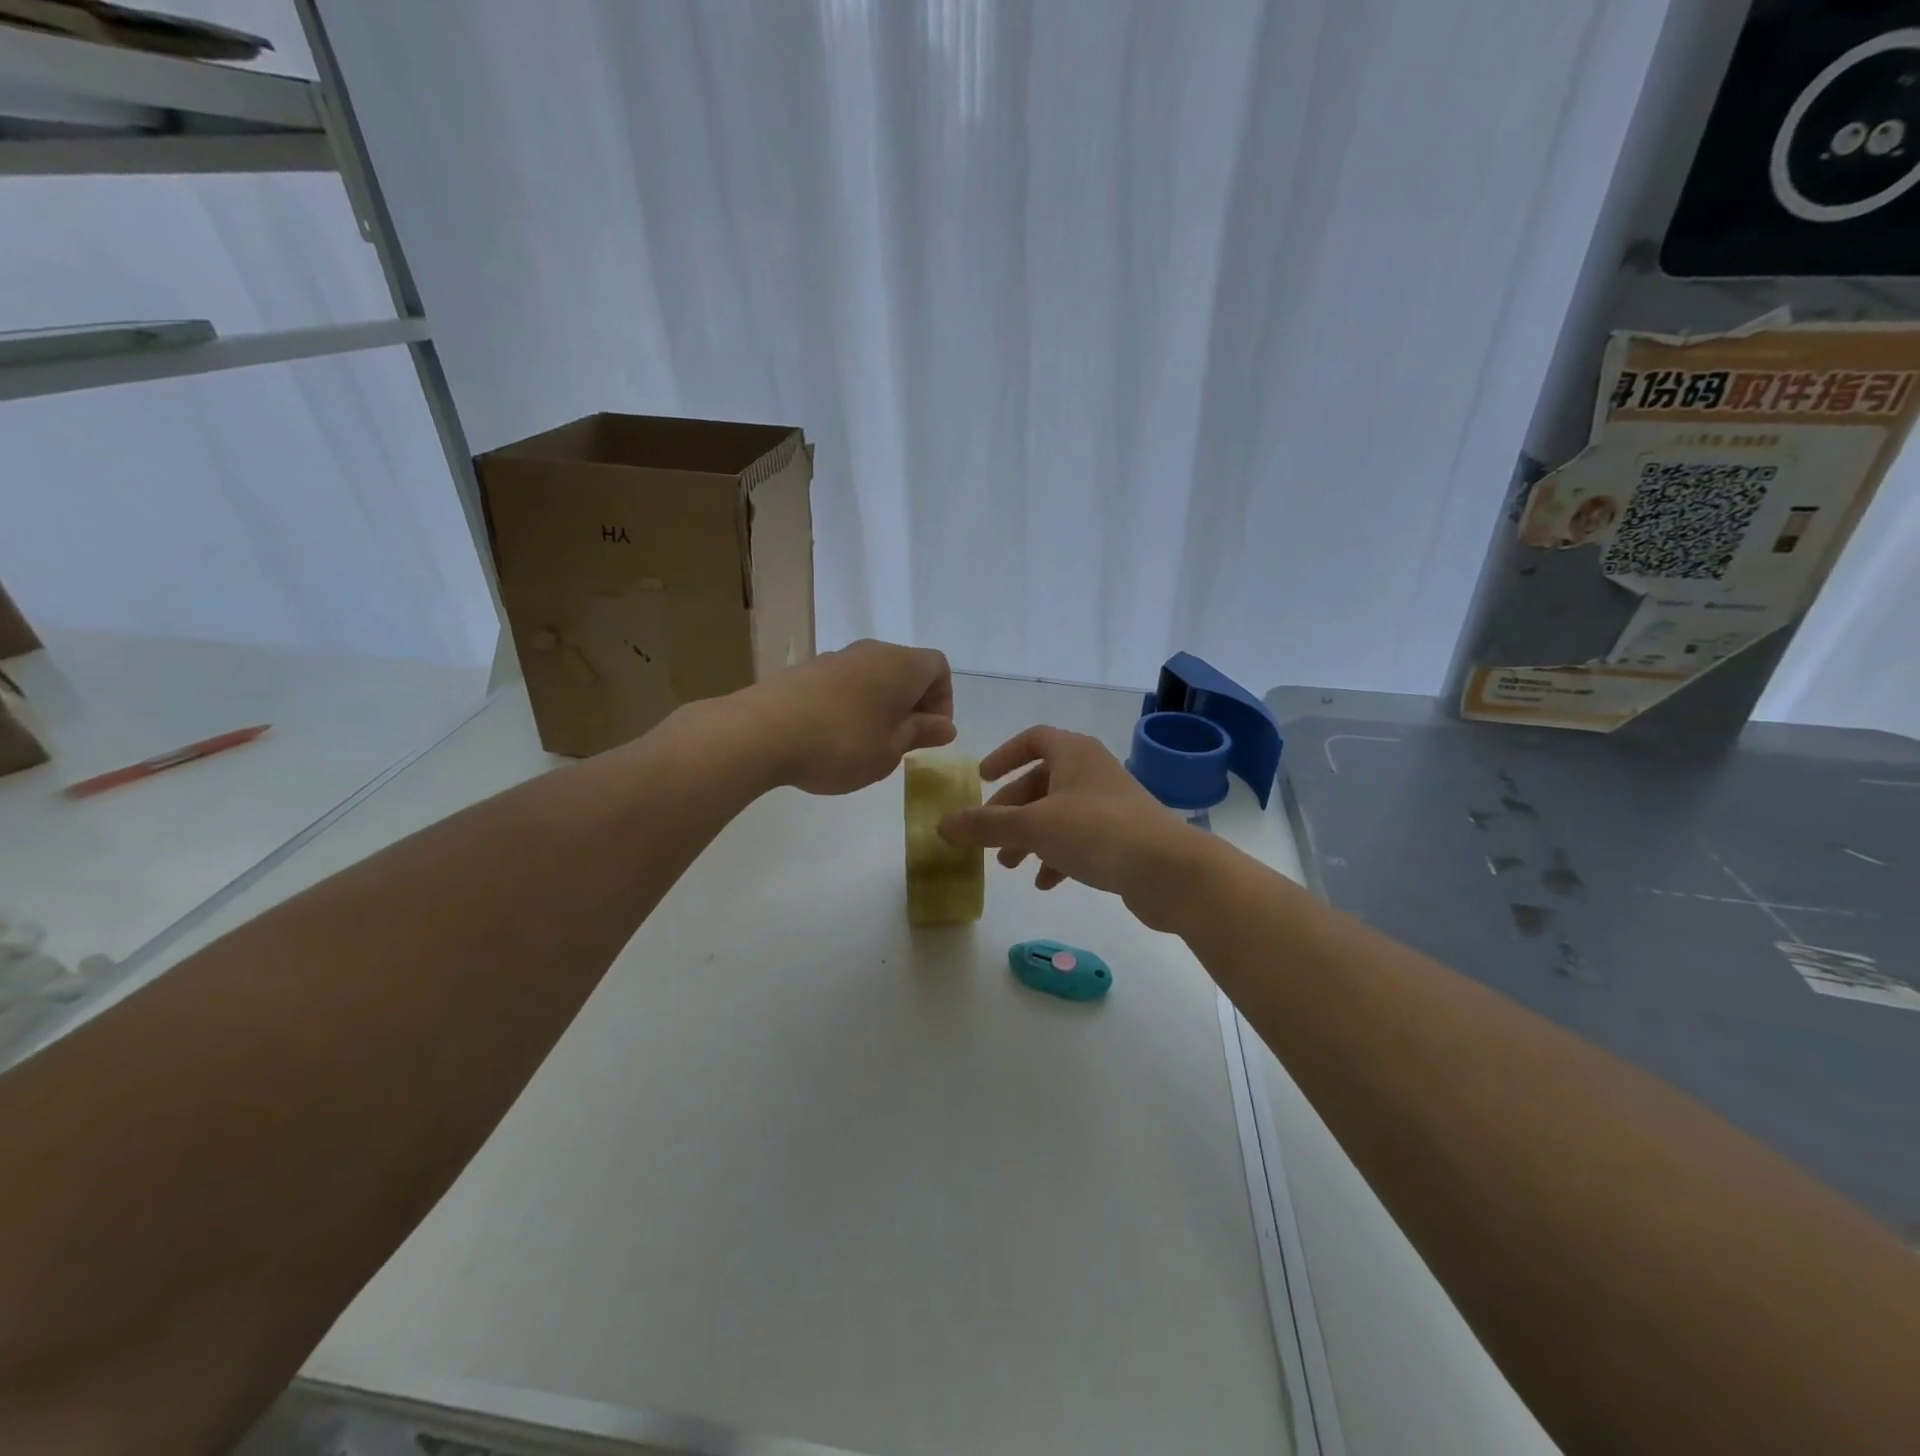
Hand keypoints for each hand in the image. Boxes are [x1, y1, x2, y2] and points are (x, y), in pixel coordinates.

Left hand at [741, 639, 955, 795]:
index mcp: (901, 665)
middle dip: (911, 705)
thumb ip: (920, 734)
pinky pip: (843, 684)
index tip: (928, 733)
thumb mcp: (890, 750)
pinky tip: (832, 738)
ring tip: (865, 745)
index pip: (939, 667)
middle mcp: (871, 651)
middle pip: (905, 669)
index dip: (943, 700)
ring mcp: (835, 658)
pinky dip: (850, 706)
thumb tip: (945, 725)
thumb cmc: (841, 744)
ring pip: (872, 677)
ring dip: (879, 706)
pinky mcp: (805, 671)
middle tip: (900, 743)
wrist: (761, 732)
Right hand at [936, 725, 1202, 925]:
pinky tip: (1046, 882)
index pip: (1034, 739)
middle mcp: (1092, 771)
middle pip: (1041, 782)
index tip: (982, 779)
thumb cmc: (1097, 832)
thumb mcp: (1033, 827)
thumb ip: (985, 825)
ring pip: (1058, 813)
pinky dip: (1058, 856)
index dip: (1005, 756)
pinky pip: (1080, 839)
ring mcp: (1111, 804)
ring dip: (1030, 836)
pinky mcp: (1123, 836)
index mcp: (1074, 753)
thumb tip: (941, 825)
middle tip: (988, 837)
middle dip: (1011, 810)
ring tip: (1009, 866)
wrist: (1169, 870)